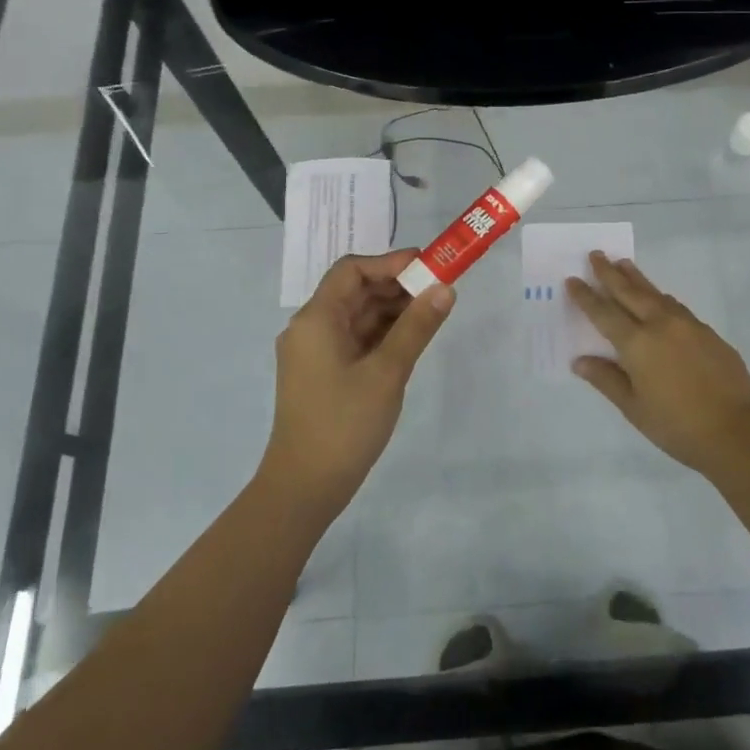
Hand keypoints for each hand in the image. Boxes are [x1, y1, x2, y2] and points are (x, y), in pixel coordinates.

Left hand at [259, 249, 453, 517]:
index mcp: (316, 319)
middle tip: (438, 288)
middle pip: (354, 291)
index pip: (352, 270)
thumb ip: (416, 327)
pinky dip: (381, 333)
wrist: (304, 487)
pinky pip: (354, 339)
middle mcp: (310, 328)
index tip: (428, 265)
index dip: (390, 262)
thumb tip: (444, 289)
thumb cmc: (344, 424)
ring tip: (432, 312)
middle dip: (396, 286)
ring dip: (391, 310)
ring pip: (356, 316)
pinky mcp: (323, 374)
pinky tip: (411, 338)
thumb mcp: (387, 372)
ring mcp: (315, 353)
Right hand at [567, 252, 749, 476]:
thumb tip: (580, 361)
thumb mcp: (633, 408)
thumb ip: (606, 379)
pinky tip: (659, 299)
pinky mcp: (708, 333)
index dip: (586, 296)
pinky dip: (660, 297)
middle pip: (629, 292)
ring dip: (636, 278)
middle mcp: (660, 325)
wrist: (737, 432)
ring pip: (656, 294)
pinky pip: (676, 307)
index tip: (572, 279)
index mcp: (637, 344)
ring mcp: (688, 325)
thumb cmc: (677, 426)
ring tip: (624, 264)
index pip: (604, 313)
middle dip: (609, 273)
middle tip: (596, 254)